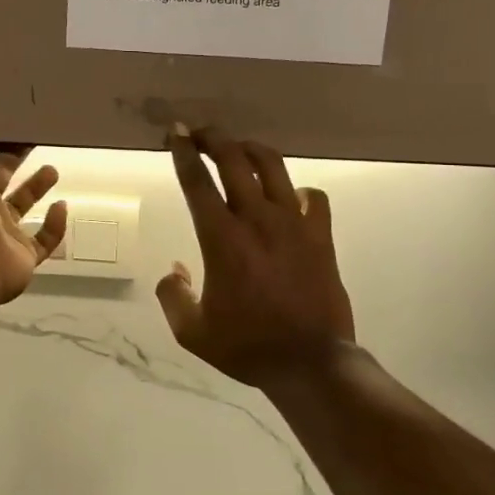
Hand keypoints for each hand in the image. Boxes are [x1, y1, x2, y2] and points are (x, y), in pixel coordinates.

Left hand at [0, 113, 67, 305]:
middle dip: (13, 157)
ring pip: (22, 206)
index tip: (7, 122)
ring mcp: (1, 234)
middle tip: (33, 138)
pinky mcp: (23, 256)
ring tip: (52, 169)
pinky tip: (61, 207)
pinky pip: (44, 241)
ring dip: (36, 187)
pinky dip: (55, 226)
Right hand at [158, 127, 355, 390]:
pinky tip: (289, 197)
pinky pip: (312, 196)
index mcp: (221, 238)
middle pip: (234, 159)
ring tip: (239, 148)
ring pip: (273, 166)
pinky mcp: (320, 235)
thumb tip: (174, 268)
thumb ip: (173, 295)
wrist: (309, 362)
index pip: (197, 181)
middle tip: (200, 132)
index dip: (183, 151)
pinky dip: (297, 190)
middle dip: (213, 137)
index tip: (175, 132)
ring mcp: (293, 223)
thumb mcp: (192, 331)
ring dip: (251, 149)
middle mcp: (257, 219)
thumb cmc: (247, 346)